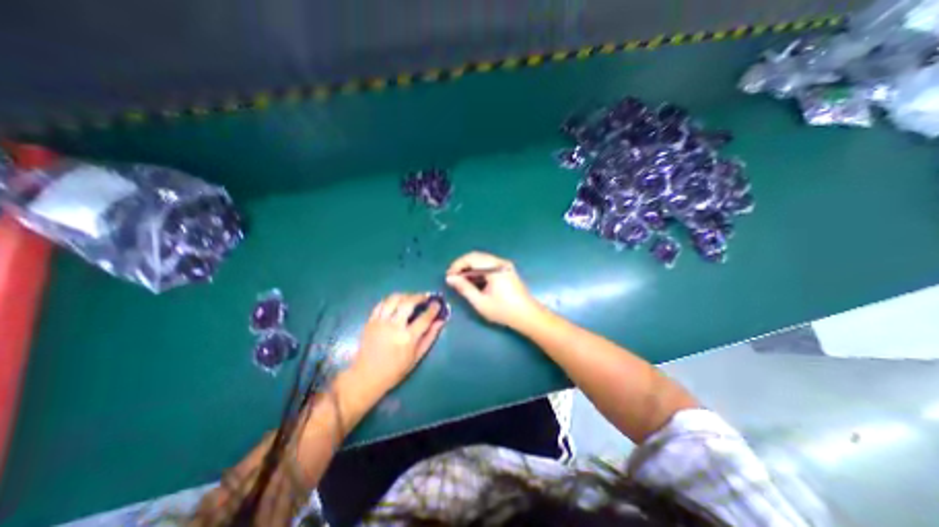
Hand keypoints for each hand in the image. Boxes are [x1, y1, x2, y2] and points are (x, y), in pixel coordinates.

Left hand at [350, 294, 444, 392]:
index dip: (433, 309)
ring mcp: (380, 322)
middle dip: (419, 296)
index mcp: (407, 338)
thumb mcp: (417, 357)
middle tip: (425, 297)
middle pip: (408, 303)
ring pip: (394, 299)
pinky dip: (391, 300)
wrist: (366, 376)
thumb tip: (441, 321)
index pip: (424, 318)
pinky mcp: (370, 321)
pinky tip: (397, 302)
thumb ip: (430, 337)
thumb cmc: (395, 370)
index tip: (437, 304)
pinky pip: (381, 304)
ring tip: (412, 298)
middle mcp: (394, 326)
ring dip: (405, 295)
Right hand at [447, 251, 542, 329]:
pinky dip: (478, 271)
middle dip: (462, 266)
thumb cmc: (504, 311)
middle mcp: (500, 262)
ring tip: (461, 282)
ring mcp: (505, 265)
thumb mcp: (481, 302)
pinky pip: (488, 265)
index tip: (448, 276)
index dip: (457, 265)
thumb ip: (464, 288)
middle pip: (476, 257)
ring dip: (470, 268)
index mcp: (495, 268)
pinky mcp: (506, 270)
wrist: (528, 316)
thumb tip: (450, 278)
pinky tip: (474, 282)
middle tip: (453, 279)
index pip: (471, 258)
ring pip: (482, 260)